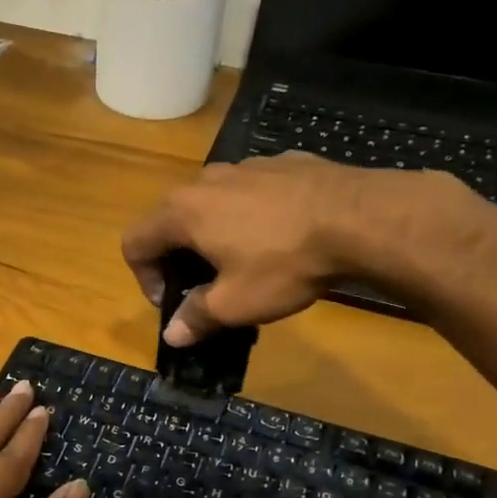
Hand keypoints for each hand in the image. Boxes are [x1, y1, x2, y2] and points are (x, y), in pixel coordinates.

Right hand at [122, 153, 471, 344]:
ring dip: (214, 234)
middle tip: (204, 287)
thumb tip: (172, 335)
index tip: (172, 303)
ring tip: (246, 261)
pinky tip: (283, 237)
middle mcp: (206, 180)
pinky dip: (252, 215)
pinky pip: (252, 191)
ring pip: (212, 202)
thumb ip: (196, 317)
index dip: (144, 279)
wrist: (361, 218)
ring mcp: (247, 165)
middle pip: (171, 219)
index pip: (135, 243)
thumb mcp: (235, 303)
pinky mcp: (285, 162)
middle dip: (178, 257)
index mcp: (182, 212)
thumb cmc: (284, 263)